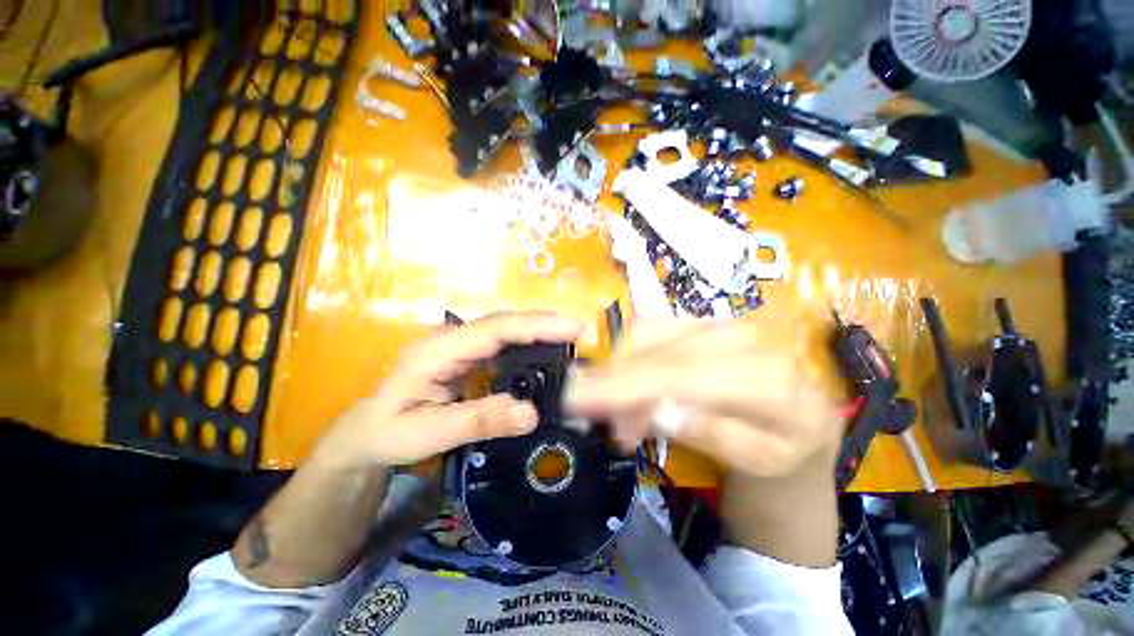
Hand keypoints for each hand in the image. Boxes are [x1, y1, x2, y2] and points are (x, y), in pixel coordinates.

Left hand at [313, 312, 583, 469]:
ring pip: (506, 330)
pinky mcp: (468, 355)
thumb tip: (531, 413)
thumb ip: (478, 420)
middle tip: (579, 330)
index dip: (535, 326)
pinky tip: (546, 351)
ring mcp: (459, 345)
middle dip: (543, 323)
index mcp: (437, 350)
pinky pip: (503, 344)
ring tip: (571, 337)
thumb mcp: (426, 434)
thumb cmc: (387, 433)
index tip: (571, 327)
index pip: (494, 330)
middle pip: (504, 323)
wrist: (365, 433)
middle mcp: (451, 339)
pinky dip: (528, 344)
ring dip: (539, 330)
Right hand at [567, 319, 843, 477]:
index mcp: (768, 376)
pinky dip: (629, 360)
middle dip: (613, 382)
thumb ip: (716, 435)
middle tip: (601, 421)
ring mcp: (717, 322)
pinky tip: (636, 392)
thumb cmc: (786, 450)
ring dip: (620, 372)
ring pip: (644, 334)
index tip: (575, 399)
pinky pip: (648, 332)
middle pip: (655, 348)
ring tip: (626, 417)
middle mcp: (740, 336)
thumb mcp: (762, 461)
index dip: (624, 386)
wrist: (802, 421)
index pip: (681, 375)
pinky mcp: (699, 322)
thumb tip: (660, 410)